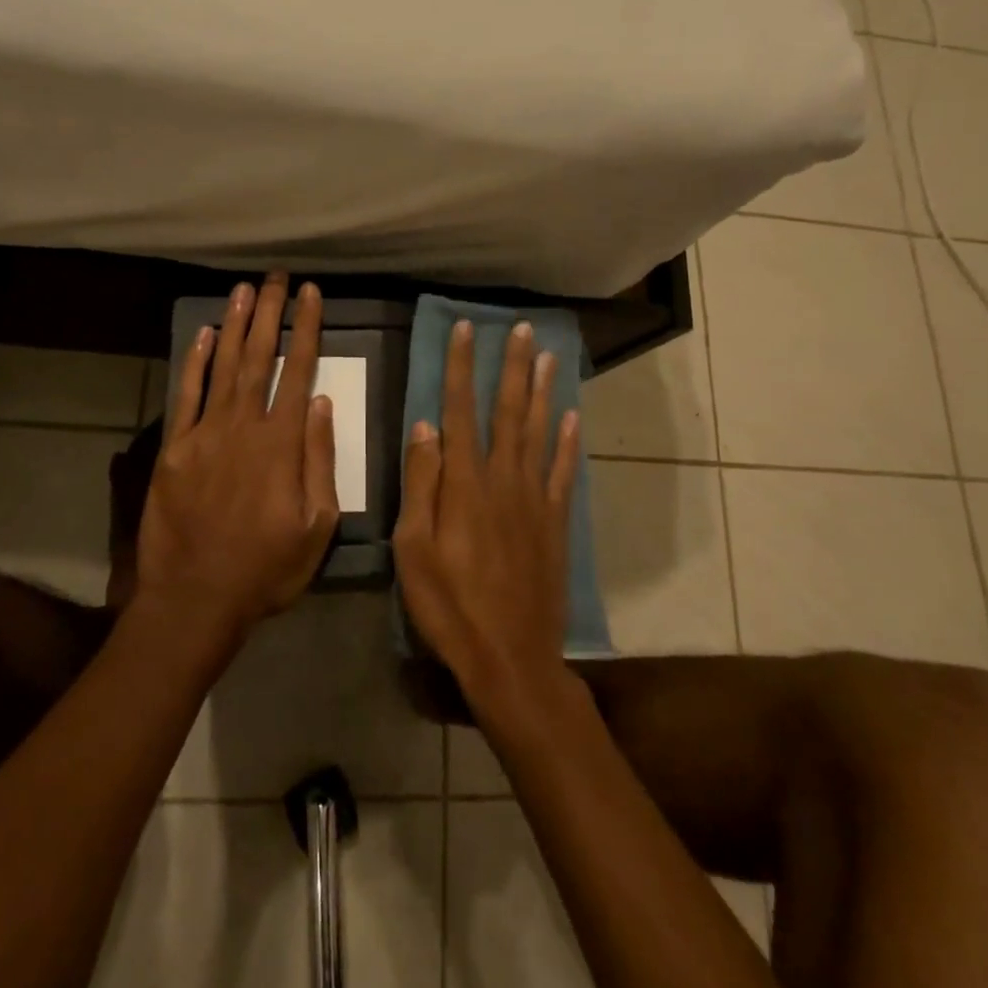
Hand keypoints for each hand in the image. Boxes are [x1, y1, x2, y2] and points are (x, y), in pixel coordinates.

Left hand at [136, 273, 340, 642]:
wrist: (194, 599)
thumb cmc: (266, 568)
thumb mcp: (317, 525)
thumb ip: (319, 460)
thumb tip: (322, 403)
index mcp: (281, 443)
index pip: (298, 371)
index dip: (306, 329)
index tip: (312, 295)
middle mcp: (243, 426)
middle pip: (258, 357)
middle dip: (270, 312)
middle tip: (277, 276)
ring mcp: (204, 434)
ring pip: (223, 366)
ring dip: (235, 325)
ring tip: (245, 289)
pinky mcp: (174, 448)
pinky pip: (186, 395)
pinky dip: (196, 362)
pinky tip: (205, 334)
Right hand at [393, 319, 580, 721]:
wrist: (512, 658)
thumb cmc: (450, 607)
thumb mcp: (413, 549)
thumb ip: (421, 484)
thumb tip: (426, 426)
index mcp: (465, 484)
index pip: (460, 410)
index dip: (461, 367)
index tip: (464, 329)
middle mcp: (503, 479)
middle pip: (509, 411)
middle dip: (512, 366)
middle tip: (521, 328)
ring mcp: (535, 499)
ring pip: (540, 432)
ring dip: (543, 391)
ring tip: (549, 356)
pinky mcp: (555, 522)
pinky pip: (564, 471)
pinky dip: (570, 442)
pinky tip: (573, 417)